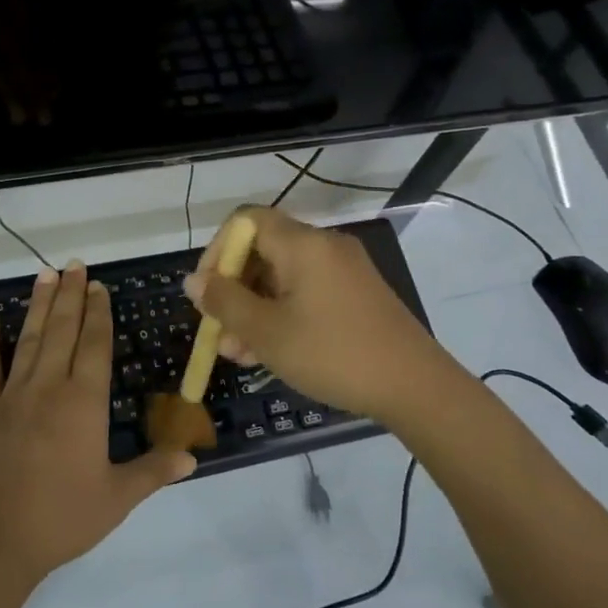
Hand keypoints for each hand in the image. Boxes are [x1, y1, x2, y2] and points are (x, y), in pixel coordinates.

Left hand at [0, 263, 195, 580]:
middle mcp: (49, 387)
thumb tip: (193, 457)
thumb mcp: (116, 498)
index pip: (95, 345)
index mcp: (84, 402)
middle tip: (75, 265)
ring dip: (39, 305)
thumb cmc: (60, 518)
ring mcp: (11, 395)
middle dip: (71, 296)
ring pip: (29, 339)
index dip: (98, 313)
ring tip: (45, 274)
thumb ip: (154, 471)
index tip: (99, 286)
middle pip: (63, 331)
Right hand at [185, 207, 468, 425]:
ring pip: (283, 278)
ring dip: (254, 310)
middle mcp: (324, 246)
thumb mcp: (267, 332)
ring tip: (238, 354)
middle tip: (219, 333)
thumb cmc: (332, 354)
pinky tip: (269, 353)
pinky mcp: (356, 294)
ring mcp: (344, 270)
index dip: (217, 251)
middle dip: (234, 291)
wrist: (415, 386)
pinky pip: (306, 292)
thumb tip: (193, 281)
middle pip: (263, 252)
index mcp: (302, 244)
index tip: (206, 291)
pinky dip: (282, 314)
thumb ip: (225, 302)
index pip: (245, 221)